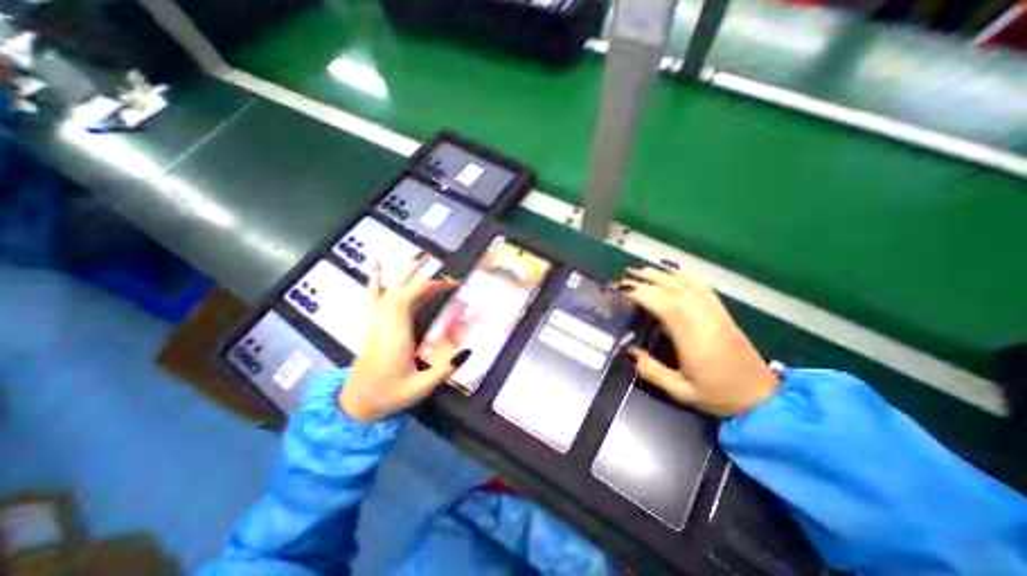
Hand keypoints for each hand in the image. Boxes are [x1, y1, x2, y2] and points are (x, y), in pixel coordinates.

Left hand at [339, 257, 472, 421]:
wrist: (356, 405)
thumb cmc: (389, 395)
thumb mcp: (420, 388)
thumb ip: (444, 370)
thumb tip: (468, 350)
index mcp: (396, 335)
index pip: (411, 299)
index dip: (431, 286)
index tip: (452, 285)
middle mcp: (384, 323)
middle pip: (402, 291)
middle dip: (423, 278)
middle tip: (441, 269)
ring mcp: (376, 323)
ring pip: (389, 291)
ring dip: (405, 274)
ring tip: (419, 258)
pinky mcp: (372, 326)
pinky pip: (373, 298)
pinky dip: (376, 282)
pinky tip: (377, 269)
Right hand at [616, 264, 779, 414]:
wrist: (763, 398)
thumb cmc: (719, 396)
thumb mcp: (681, 392)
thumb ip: (652, 371)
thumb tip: (628, 351)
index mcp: (694, 339)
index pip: (666, 306)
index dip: (643, 293)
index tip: (622, 290)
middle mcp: (705, 319)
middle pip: (674, 290)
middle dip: (647, 280)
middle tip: (625, 277)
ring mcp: (716, 313)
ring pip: (688, 284)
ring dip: (662, 274)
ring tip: (641, 270)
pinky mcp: (723, 312)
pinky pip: (702, 287)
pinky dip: (685, 276)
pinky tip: (673, 272)